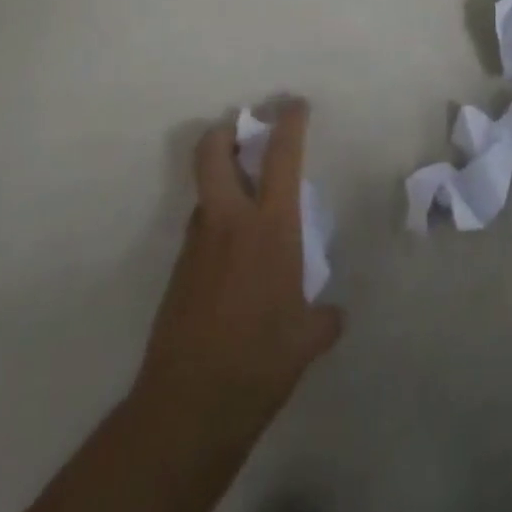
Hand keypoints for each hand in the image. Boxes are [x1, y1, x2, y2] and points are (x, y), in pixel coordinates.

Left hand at [132, 103, 343, 448]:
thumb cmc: (260, 360)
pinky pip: (200, 231)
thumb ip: (323, 319)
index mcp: (270, 226)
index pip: (281, 156)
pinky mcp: (178, 272)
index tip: (295, 105)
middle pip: (212, 152)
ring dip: (222, 183)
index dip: (289, 122)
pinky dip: (216, 226)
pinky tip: (233, 260)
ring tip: (247, 204)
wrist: (188, 406)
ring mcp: (196, 245)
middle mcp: (229, 222)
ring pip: (205, 193)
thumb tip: (333, 316)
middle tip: (244, 130)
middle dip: (225, 131)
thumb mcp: (306, 339)